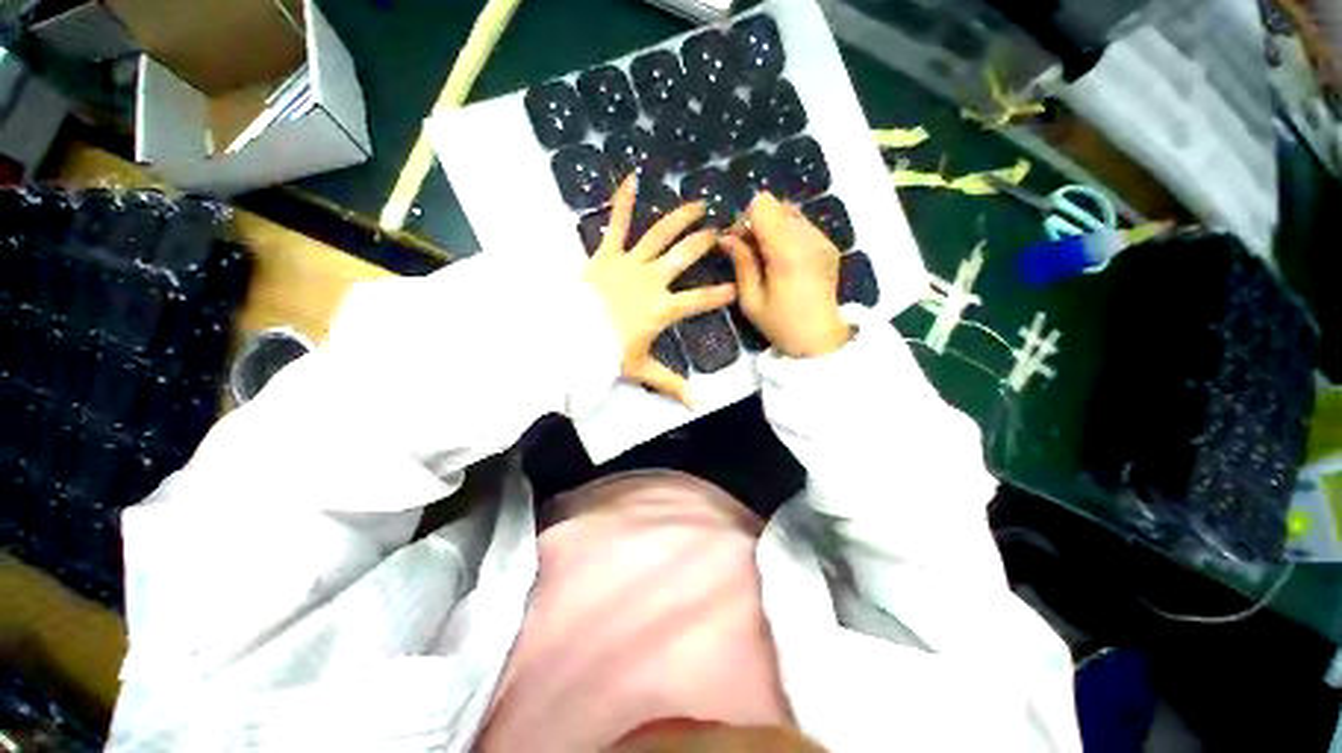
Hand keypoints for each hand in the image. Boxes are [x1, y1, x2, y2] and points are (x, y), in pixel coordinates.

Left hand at [585, 175, 736, 403]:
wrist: (570, 336)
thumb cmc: (608, 352)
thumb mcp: (642, 369)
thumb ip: (671, 384)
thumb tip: (697, 405)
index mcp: (663, 308)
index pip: (700, 299)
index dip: (719, 293)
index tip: (734, 286)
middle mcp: (653, 280)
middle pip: (685, 256)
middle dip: (705, 242)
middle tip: (720, 231)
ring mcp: (630, 263)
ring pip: (660, 235)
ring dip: (680, 218)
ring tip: (697, 203)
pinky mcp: (607, 254)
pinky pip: (616, 224)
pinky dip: (622, 202)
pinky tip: (631, 178)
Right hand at [721, 192, 850, 357]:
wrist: (821, 339)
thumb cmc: (781, 325)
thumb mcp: (751, 301)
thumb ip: (741, 263)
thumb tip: (726, 238)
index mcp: (787, 252)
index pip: (763, 205)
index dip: (745, 219)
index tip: (739, 243)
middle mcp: (808, 237)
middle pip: (776, 205)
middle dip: (758, 223)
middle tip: (751, 251)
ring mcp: (823, 239)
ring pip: (790, 212)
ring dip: (774, 227)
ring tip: (768, 256)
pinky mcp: (830, 245)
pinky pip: (804, 225)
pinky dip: (789, 234)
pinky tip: (786, 261)